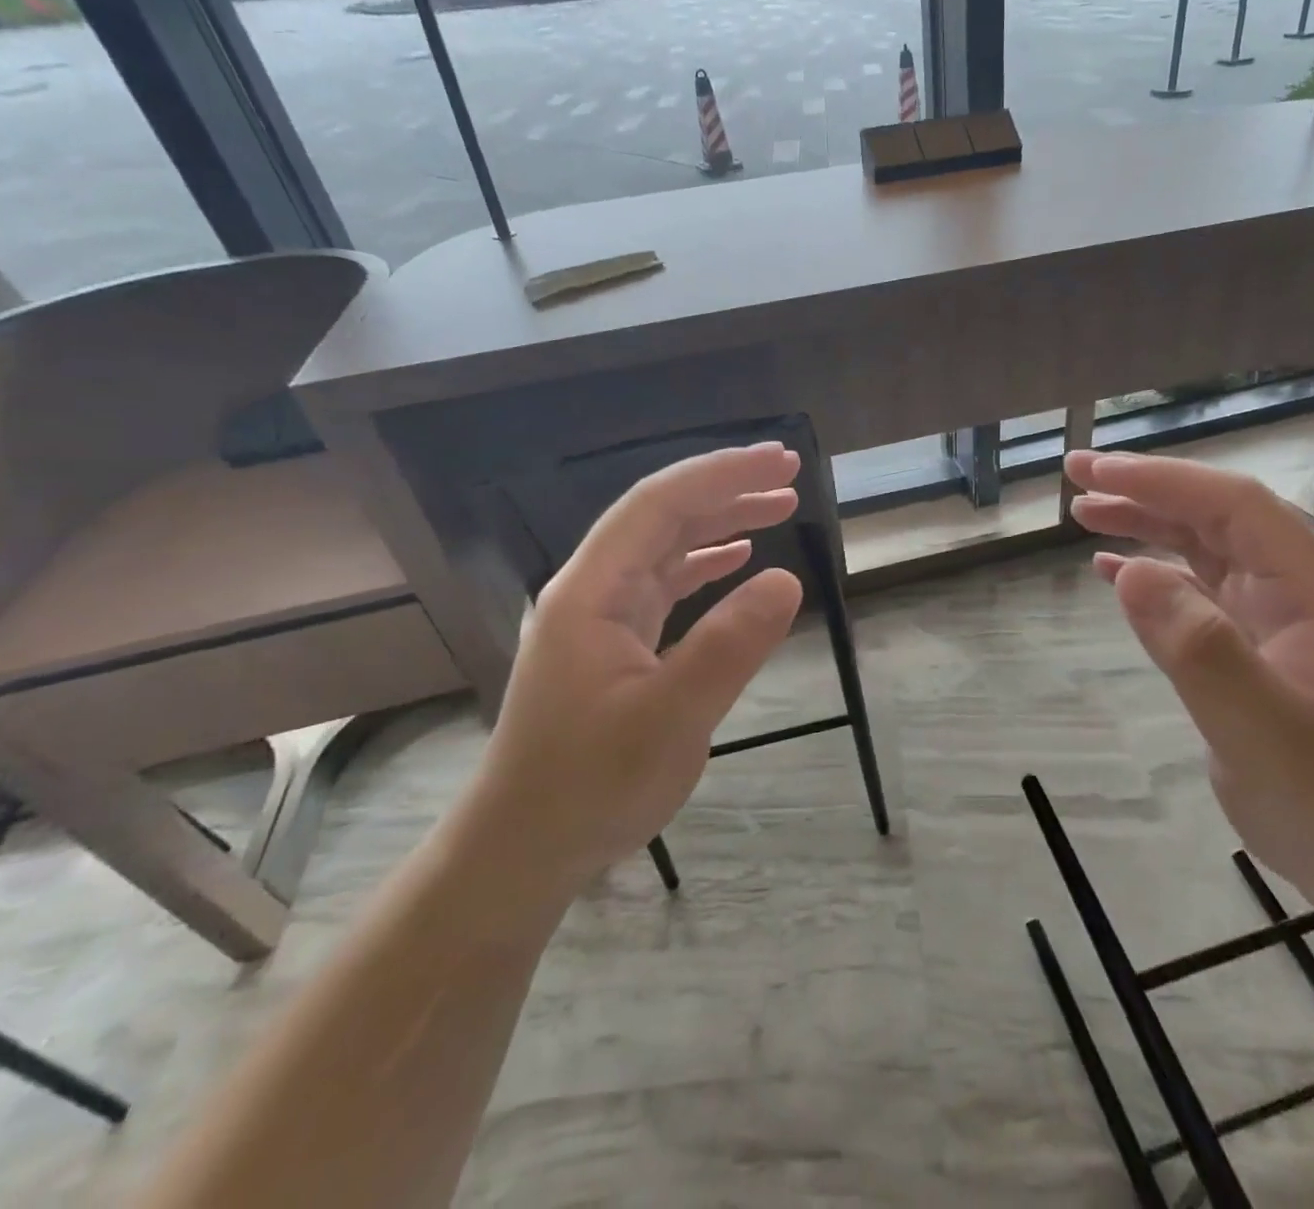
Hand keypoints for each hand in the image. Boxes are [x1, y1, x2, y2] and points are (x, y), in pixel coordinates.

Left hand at [476, 443, 804, 893]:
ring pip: (667, 548)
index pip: (659, 505)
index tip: (780, 462)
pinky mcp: (614, 645)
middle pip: (663, 516)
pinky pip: (665, 585)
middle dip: (726, 488)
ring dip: (721, 522)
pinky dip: (706, 564)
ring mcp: (601, 618)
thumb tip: (787, 579)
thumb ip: (728, 646)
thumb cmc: (589, 786)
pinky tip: (737, 559)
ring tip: (779, 506)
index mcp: (592, 592)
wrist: (524, 850)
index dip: (721, 474)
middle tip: (790, 473)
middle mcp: (592, 591)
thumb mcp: (670, 719)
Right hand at [1065, 450, 1313, 923]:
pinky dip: (1151, 569)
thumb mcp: (1262, 732)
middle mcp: (1295, 588)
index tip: (1097, 470)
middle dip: (1146, 487)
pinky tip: (1111, 570)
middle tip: (1075, 475)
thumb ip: (1200, 649)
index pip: (1234, 506)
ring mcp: (1273, 615)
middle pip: (1215, 514)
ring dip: (1144, 521)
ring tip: (1083, 512)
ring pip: (1202, 545)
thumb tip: (1129, 572)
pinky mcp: (1251, 643)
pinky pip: (1196, 587)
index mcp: (1313, 590)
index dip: (1163, 480)